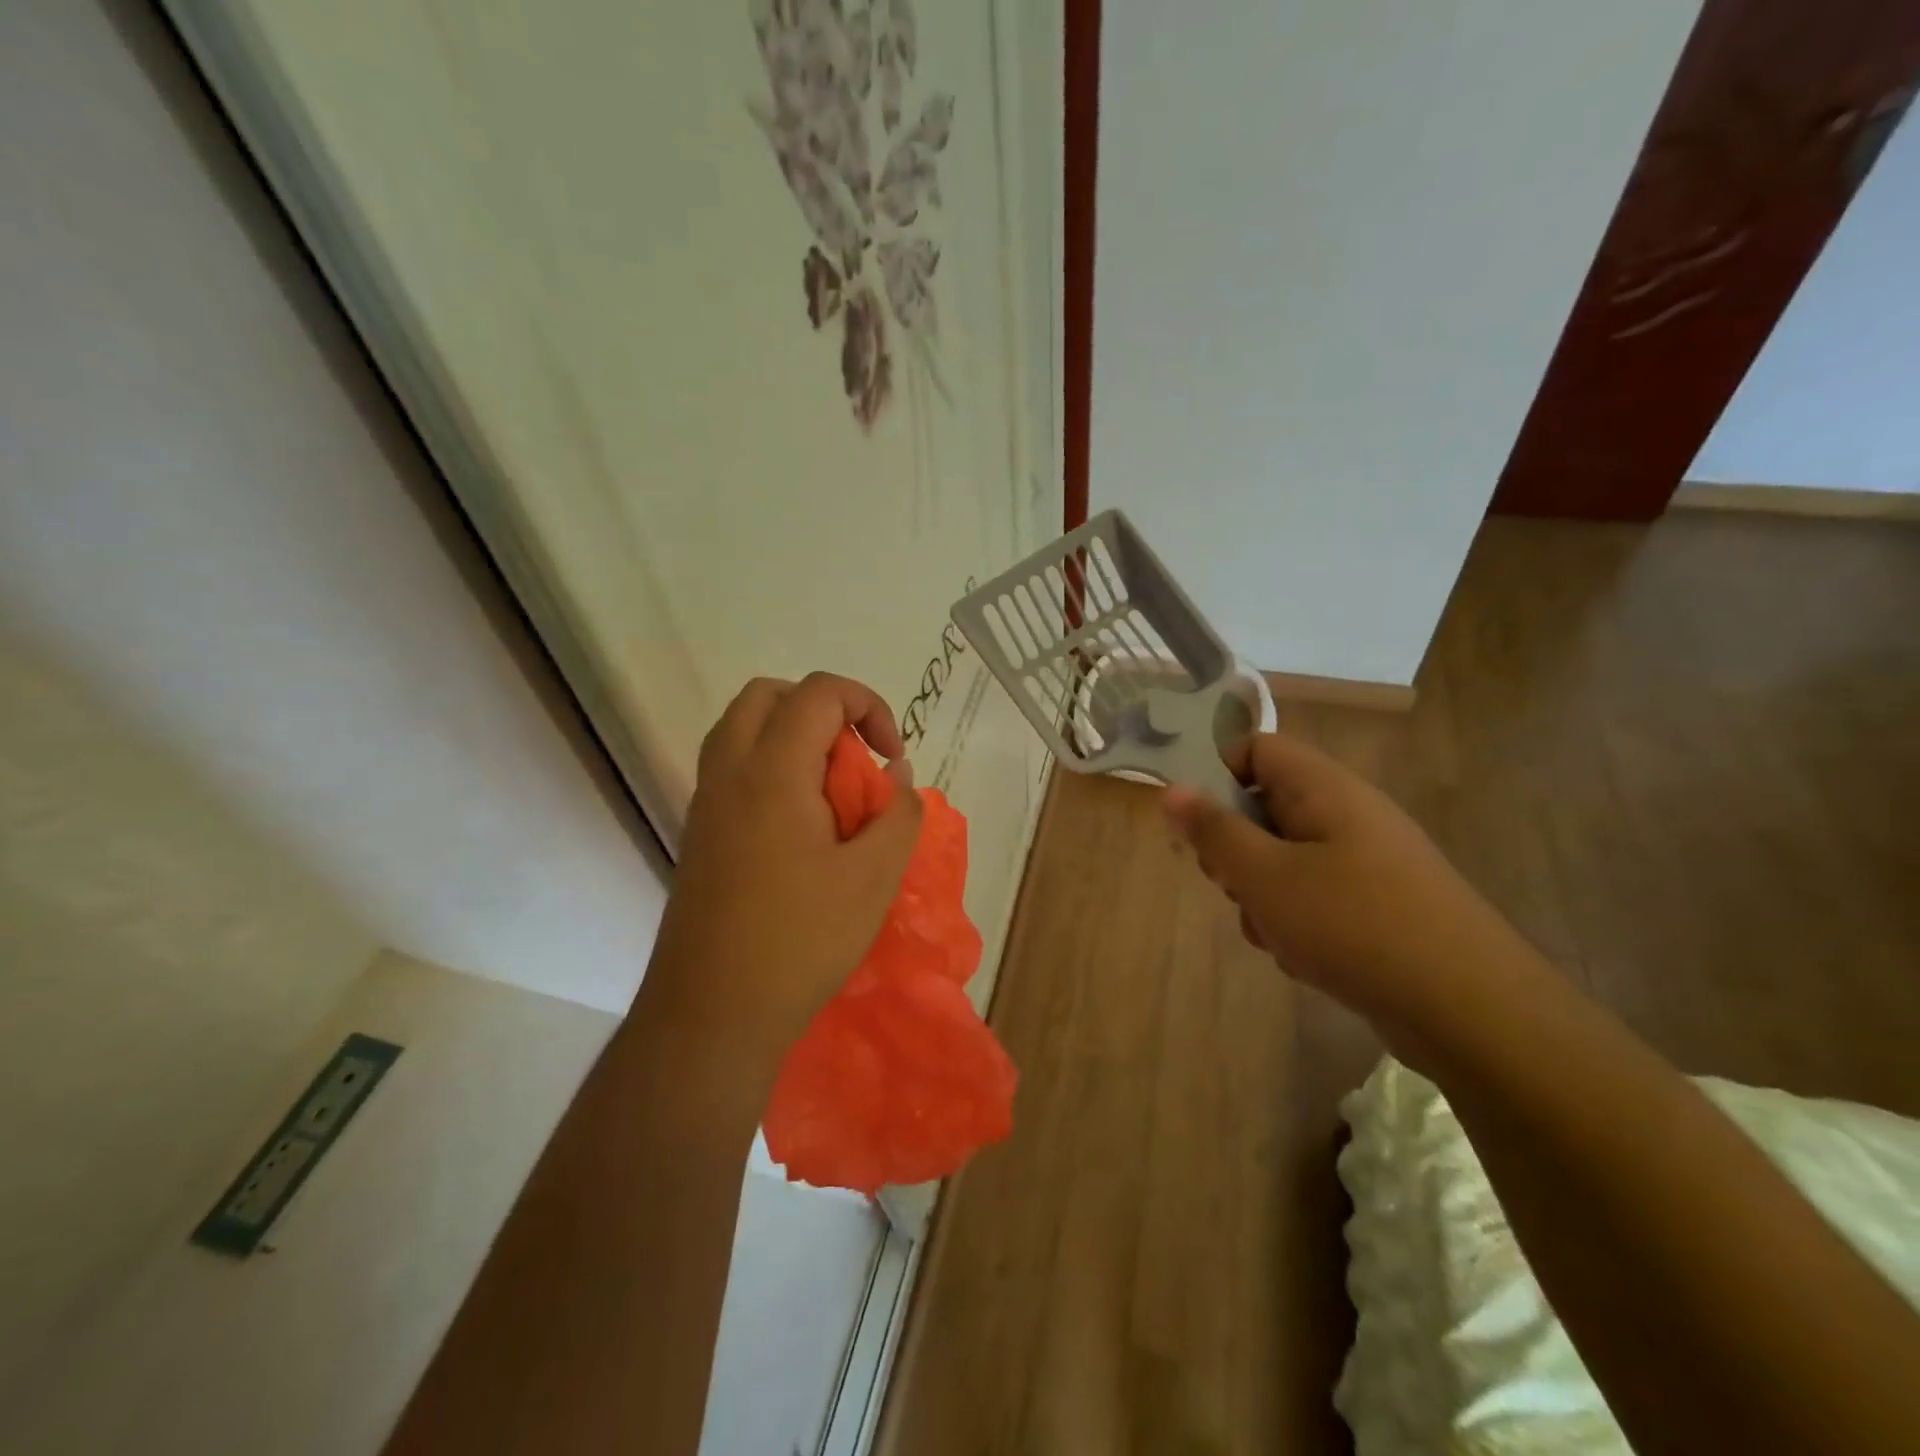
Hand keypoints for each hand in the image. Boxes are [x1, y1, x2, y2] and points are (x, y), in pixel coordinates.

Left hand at [643, 674, 922, 1068]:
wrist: (711, 1012)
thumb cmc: (800, 939)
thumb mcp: (874, 877)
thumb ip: (898, 814)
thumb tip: (897, 778)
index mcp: (772, 770)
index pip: (819, 692)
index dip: (867, 706)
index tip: (892, 758)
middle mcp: (729, 771)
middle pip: (769, 695)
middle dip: (822, 708)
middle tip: (854, 758)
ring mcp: (706, 802)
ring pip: (742, 729)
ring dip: (791, 736)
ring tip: (830, 790)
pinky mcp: (698, 833)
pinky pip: (732, 768)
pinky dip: (770, 767)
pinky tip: (801, 826)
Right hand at [1163, 733, 1530, 1033]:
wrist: (1469, 1009)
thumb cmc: (1353, 924)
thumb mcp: (1264, 876)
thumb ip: (1213, 831)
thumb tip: (1172, 789)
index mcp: (1323, 788)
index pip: (1255, 749)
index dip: (1218, 777)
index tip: (1199, 828)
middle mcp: (1347, 813)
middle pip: (1264, 808)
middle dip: (1236, 851)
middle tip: (1233, 887)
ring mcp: (1367, 861)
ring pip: (1284, 859)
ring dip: (1262, 895)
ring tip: (1274, 933)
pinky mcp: (1378, 904)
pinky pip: (1315, 896)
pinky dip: (1296, 921)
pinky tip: (1304, 957)